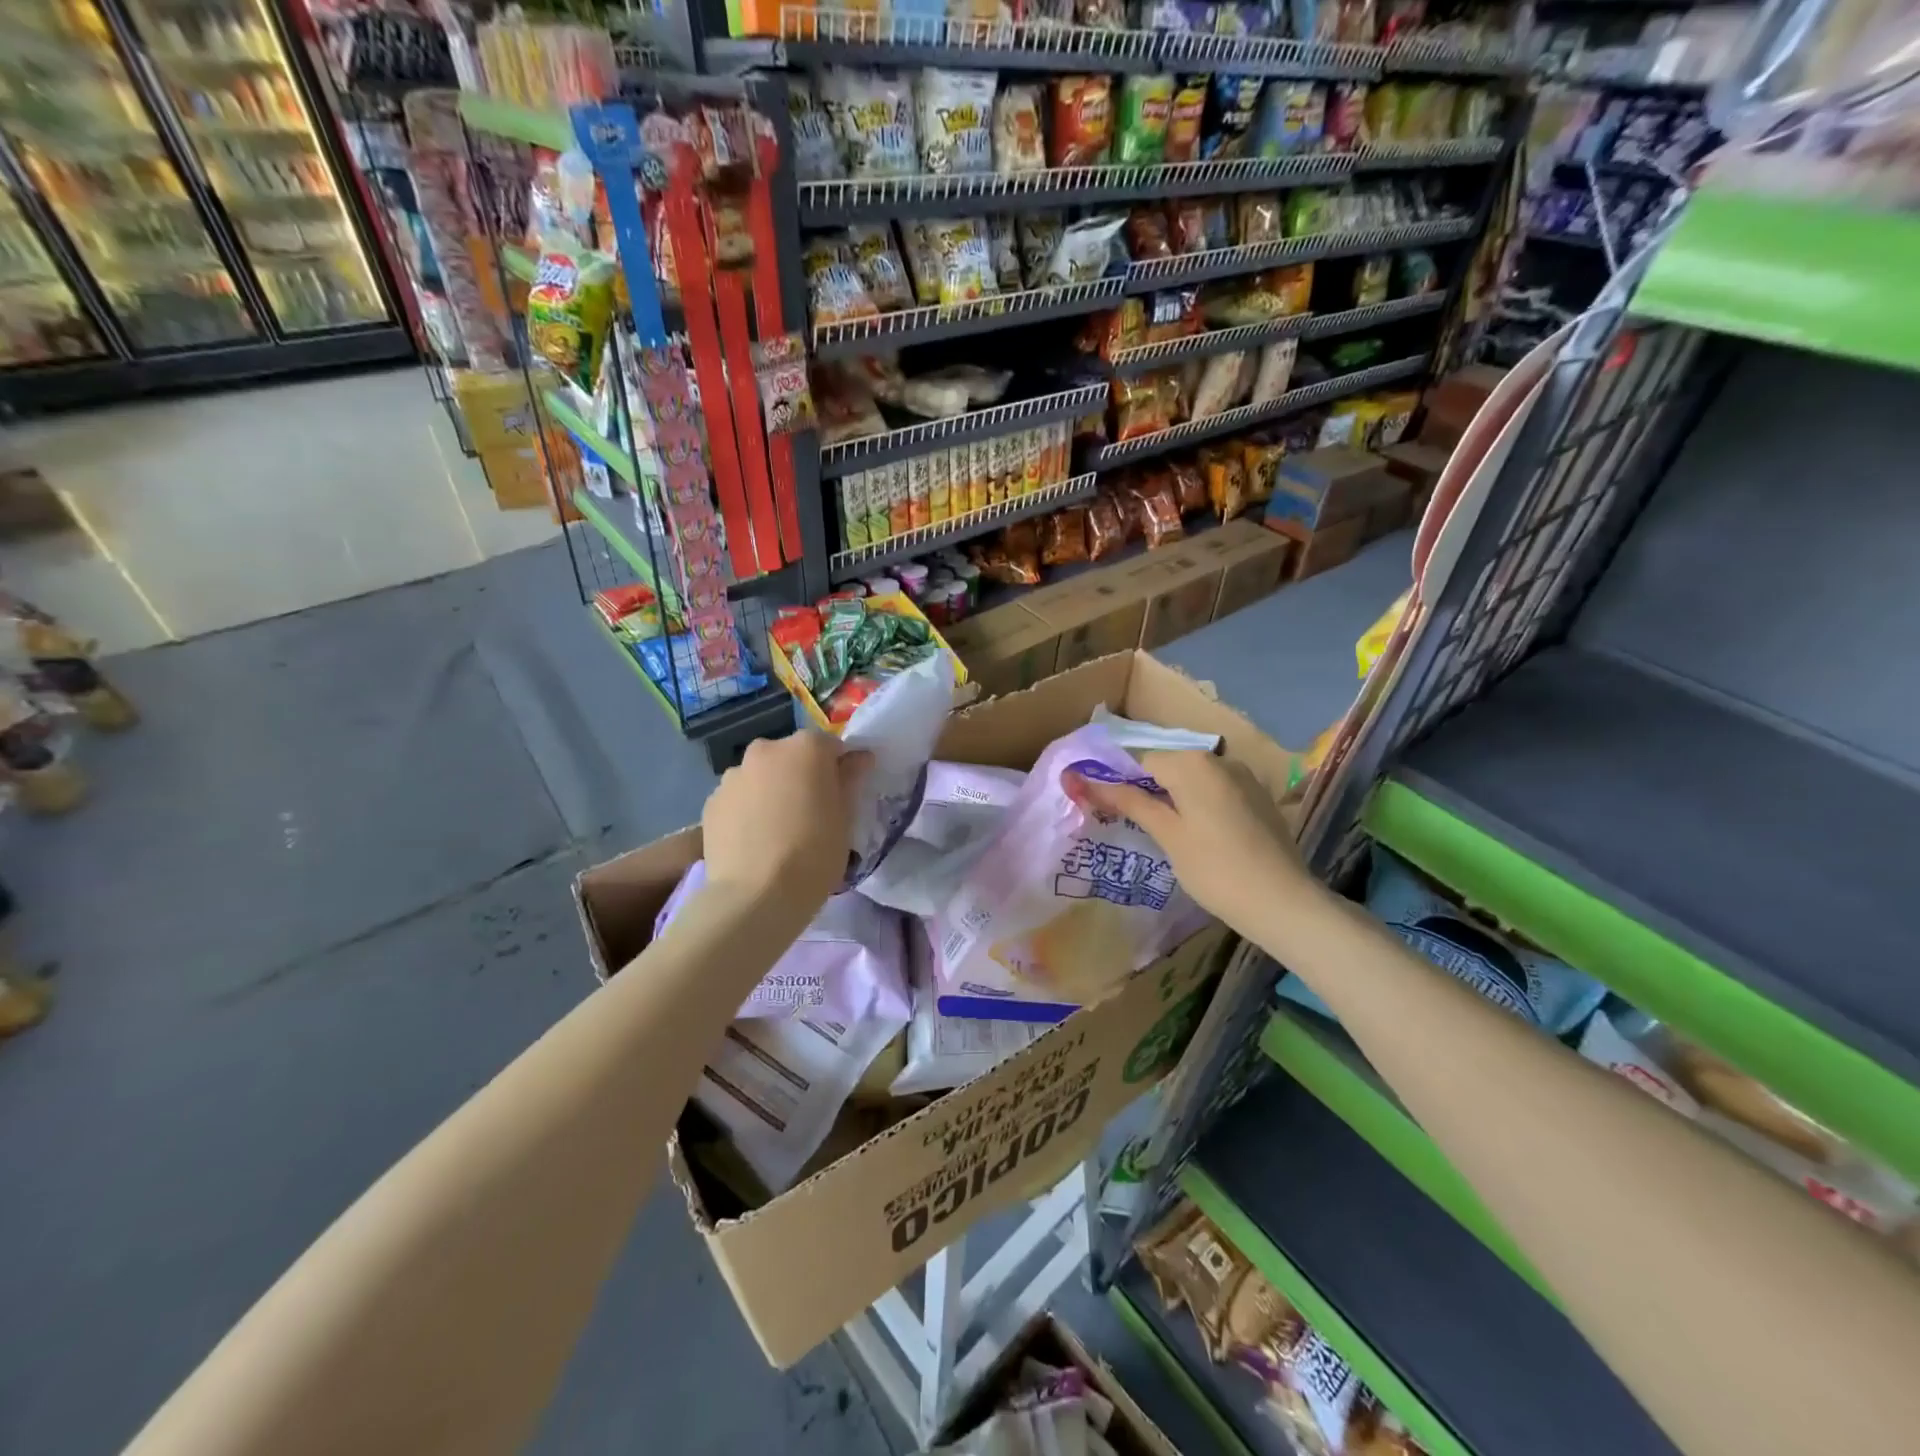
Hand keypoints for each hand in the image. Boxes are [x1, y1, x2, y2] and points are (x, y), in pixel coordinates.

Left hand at [702, 732, 871, 916]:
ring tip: (778, 830)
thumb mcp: (846, 818)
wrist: (756, 896)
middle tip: (811, 812)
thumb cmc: (814, 853)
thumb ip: (850, 779)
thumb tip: (858, 758)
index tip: (842, 795)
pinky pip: (739, 798)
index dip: (838, 768)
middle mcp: (766, 750)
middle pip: (791, 756)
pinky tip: (755, 841)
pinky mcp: (711, 802)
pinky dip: (748, 810)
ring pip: (761, 776)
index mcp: (806, 748)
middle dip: (802, 776)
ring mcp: (733, 775)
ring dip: (772, 791)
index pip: (830, 746)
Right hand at [1064, 750, 1311, 938]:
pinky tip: (1202, 837)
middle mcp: (1220, 759)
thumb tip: (1086, 781)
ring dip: (1176, 799)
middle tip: (1139, 828)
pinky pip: (1217, 791)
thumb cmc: (1214, 869)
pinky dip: (1202, 805)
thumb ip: (1130, 802)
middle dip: (1150, 791)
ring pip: (1194, 780)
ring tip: (1169, 835)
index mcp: (1193, 763)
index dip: (1122, 784)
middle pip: (1170, 767)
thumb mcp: (1167, 835)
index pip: (1142, 761)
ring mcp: (1244, 777)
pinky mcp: (1259, 797)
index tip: (1111, 811)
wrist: (1282, 902)